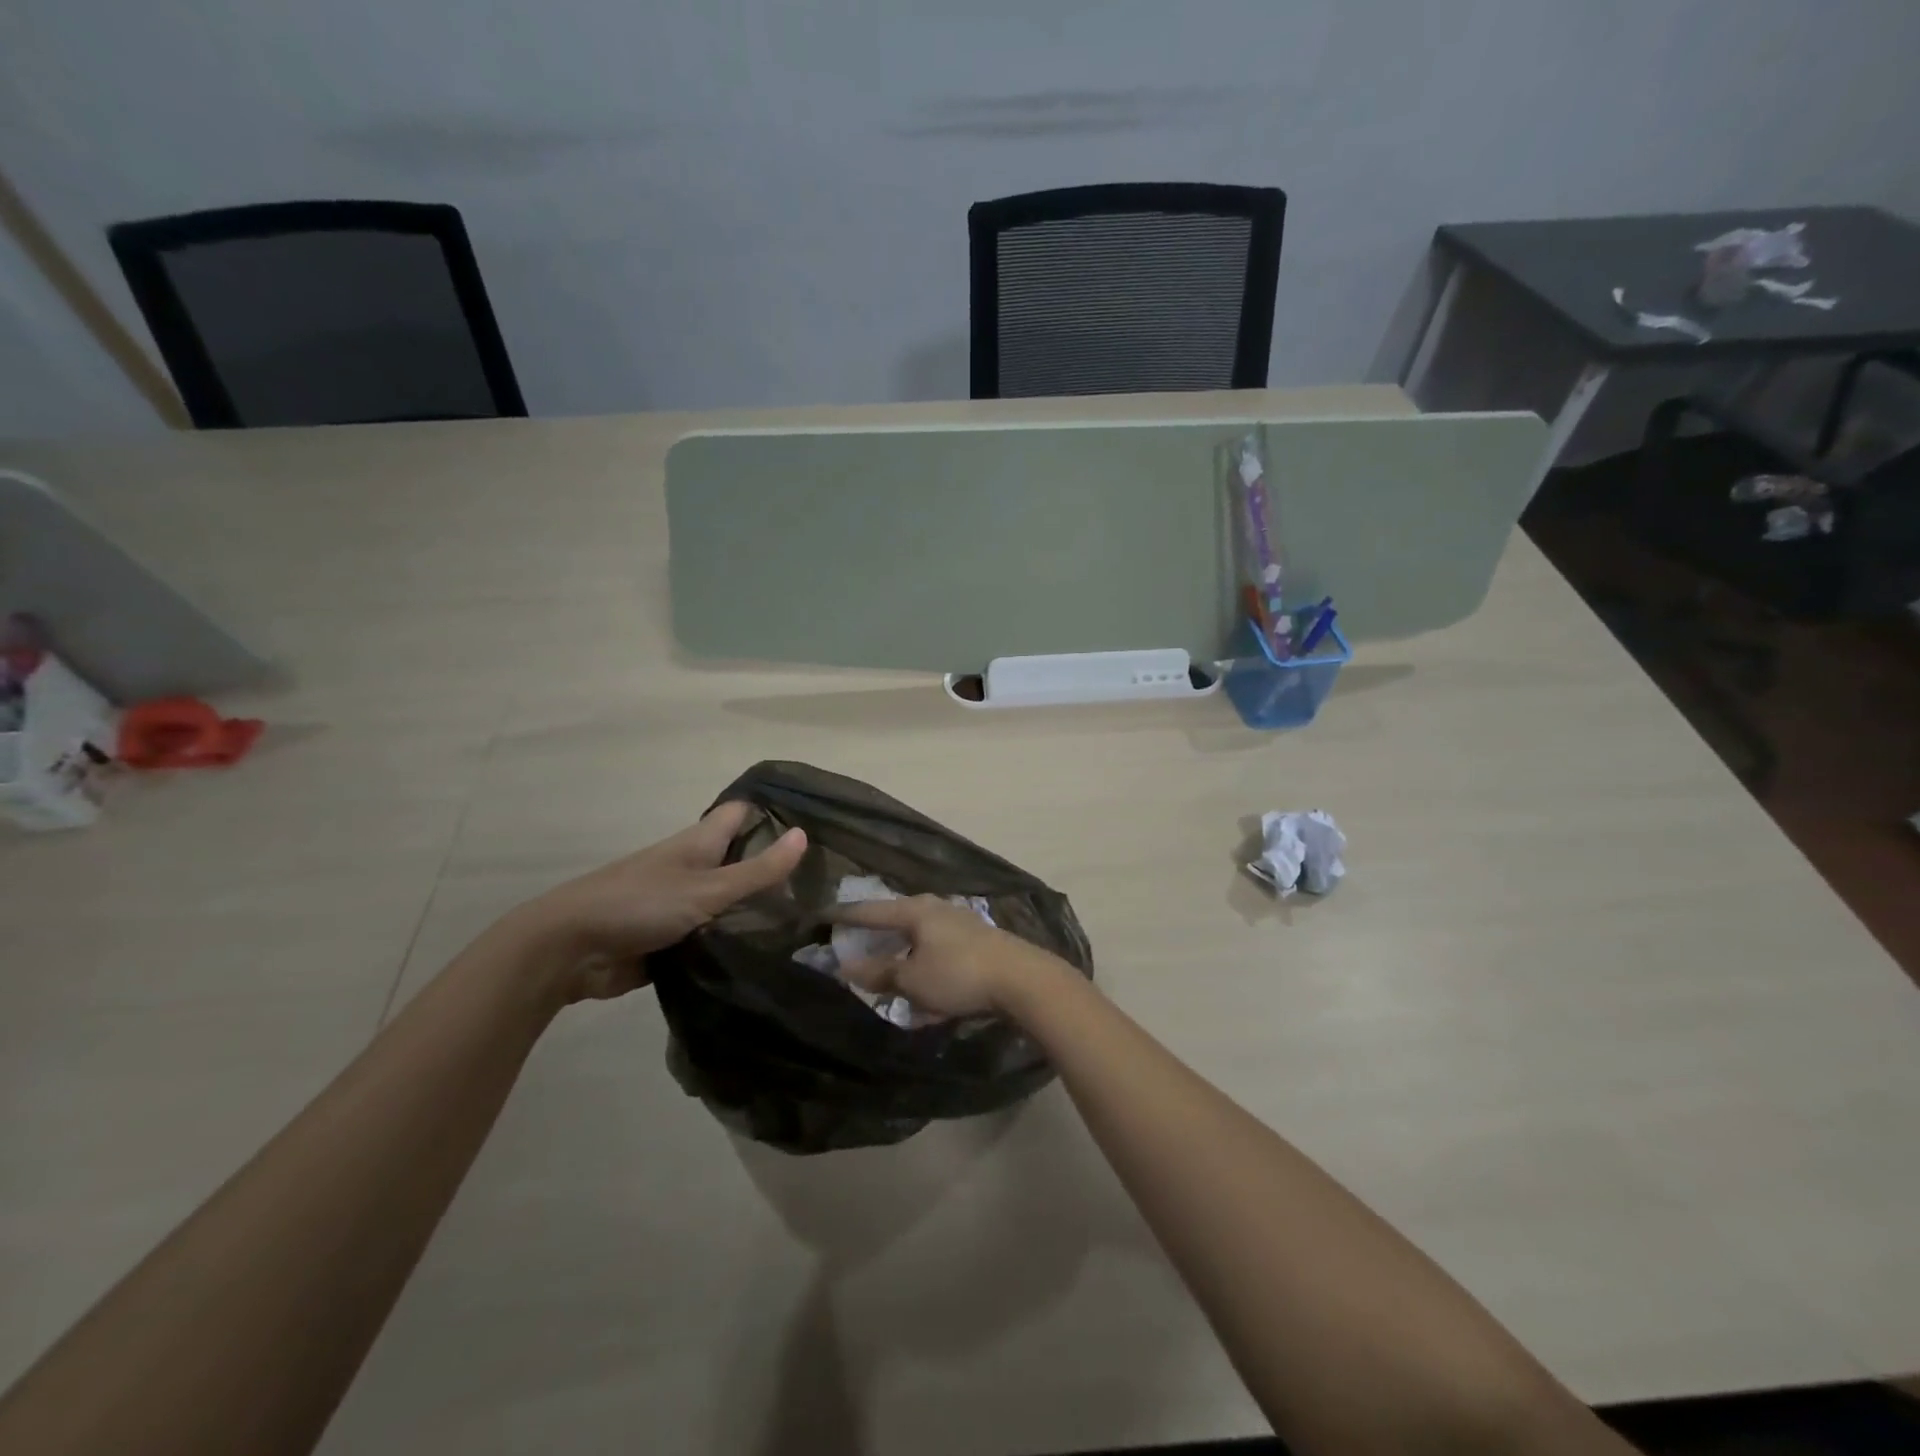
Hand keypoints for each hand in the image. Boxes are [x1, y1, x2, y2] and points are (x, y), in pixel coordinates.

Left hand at [514, 802, 805, 1002]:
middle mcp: (694, 867)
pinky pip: (715, 935)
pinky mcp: (674, 939)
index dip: (776, 814)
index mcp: (700, 843)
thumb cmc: (639, 904)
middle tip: (827, 884)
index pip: (744, 814)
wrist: (570, 951)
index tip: (818, 827)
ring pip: (730, 901)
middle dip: (776, 869)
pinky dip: (736, 941)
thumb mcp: (707, 888)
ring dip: (759, 910)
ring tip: (811, 921)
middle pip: (742, 859)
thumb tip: (804, 835)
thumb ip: (756, 869)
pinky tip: (772, 954)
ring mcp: (683, 904)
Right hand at [834, 895, 1073, 1019]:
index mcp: (916, 910)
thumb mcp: (913, 979)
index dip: (845, 916)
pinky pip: (938, 950)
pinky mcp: (977, 941)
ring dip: (902, 952)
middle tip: (854, 943)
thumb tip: (846, 967)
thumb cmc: (959, 975)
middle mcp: (936, 908)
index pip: (871, 910)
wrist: (1022, 979)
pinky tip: (924, 985)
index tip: (823, 916)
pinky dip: (924, 964)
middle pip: (897, 919)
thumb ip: (880, 973)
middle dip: (876, 934)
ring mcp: (960, 922)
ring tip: (888, 969)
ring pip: (919, 936)